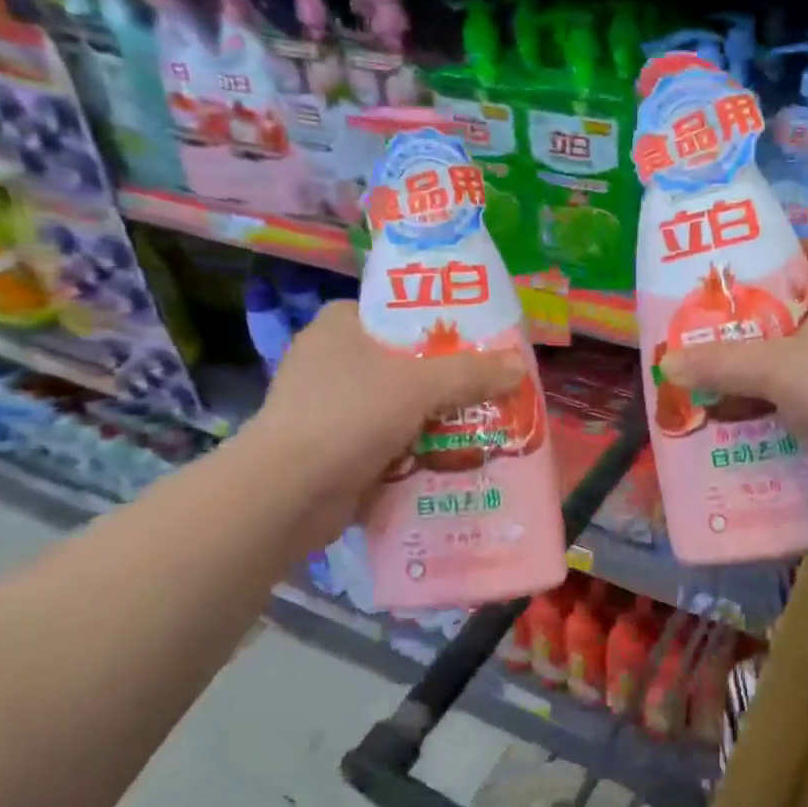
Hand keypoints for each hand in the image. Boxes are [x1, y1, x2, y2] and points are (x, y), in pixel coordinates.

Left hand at [244, 301, 524, 534]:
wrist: (289, 493)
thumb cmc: (349, 416)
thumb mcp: (419, 385)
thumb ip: (472, 373)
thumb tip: (519, 365)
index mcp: (341, 327)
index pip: (398, 313)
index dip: (440, 324)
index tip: (480, 342)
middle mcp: (332, 362)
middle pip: (407, 364)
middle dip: (449, 381)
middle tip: (493, 388)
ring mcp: (332, 409)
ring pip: (402, 407)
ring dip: (438, 420)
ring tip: (485, 426)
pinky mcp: (336, 450)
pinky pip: (391, 443)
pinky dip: (417, 452)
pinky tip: (454, 460)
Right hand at [660, 241, 807, 470]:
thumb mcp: (776, 369)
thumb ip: (720, 364)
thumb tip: (666, 363)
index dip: (774, 258)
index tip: (736, 281)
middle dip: (768, 321)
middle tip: (723, 337)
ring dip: (784, 365)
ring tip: (739, 381)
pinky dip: (806, 397)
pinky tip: (775, 418)